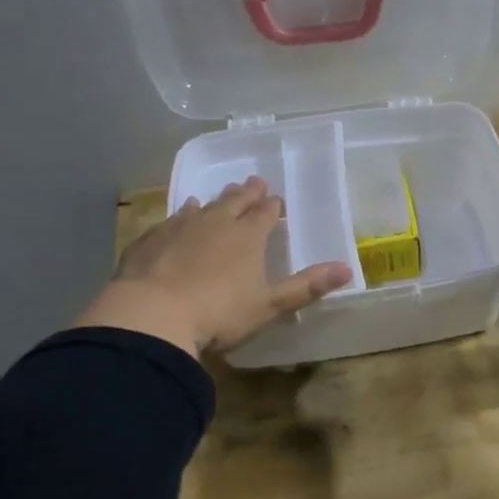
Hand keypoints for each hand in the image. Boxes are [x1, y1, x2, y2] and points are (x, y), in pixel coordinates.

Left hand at [76, 177, 351, 356]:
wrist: (151, 316)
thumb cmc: (218, 313)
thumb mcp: (269, 305)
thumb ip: (306, 286)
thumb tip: (348, 269)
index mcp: (247, 237)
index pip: (264, 214)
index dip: (272, 207)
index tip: (276, 200)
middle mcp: (215, 224)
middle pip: (234, 203)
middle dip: (246, 194)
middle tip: (253, 182)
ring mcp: (179, 229)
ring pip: (201, 208)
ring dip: (213, 201)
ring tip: (216, 196)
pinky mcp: (150, 241)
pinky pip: (170, 222)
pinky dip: (180, 216)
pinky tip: (179, 215)